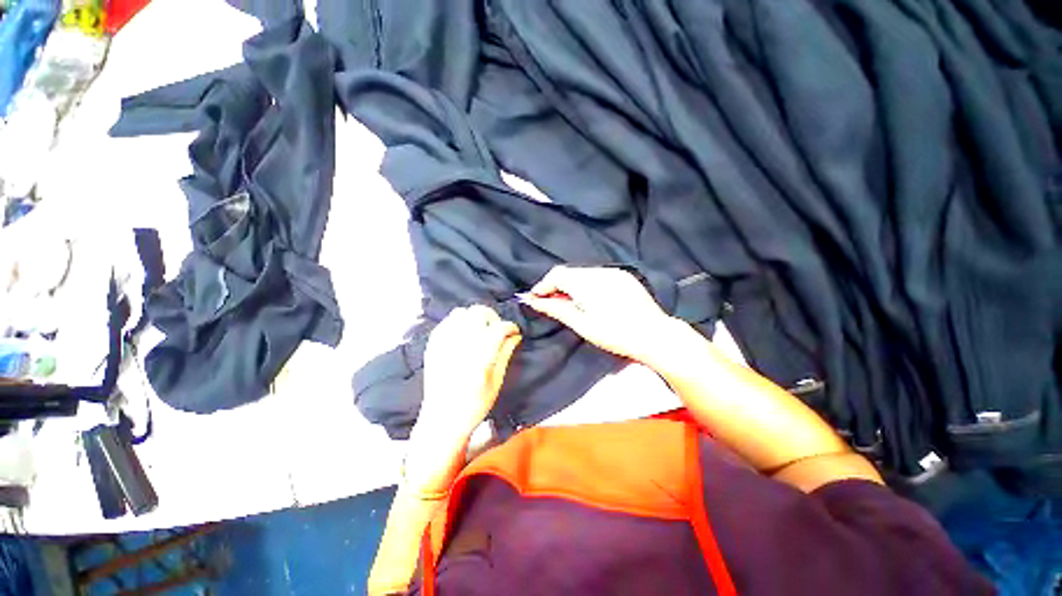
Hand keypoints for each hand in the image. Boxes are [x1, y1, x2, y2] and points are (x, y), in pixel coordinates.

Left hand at [416, 305, 521, 442]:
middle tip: (497, 330)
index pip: (499, 328)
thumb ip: (505, 353)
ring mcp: (444, 342)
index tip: (514, 332)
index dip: (510, 327)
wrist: (442, 419)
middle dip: (492, 317)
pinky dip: (458, 322)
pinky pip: (447, 321)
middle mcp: (461, 343)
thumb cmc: (474, 405)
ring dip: (474, 317)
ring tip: (480, 331)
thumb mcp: (496, 381)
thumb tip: (515, 336)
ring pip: (461, 312)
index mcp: (480, 355)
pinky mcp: (433, 345)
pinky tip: (464, 335)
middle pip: (479, 312)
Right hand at [521, 266, 679, 362]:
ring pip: (583, 274)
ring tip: (571, 304)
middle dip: (557, 286)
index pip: (557, 275)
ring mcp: (614, 272)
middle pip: (569, 273)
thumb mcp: (581, 324)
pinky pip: (598, 276)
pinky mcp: (624, 276)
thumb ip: (556, 308)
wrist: (655, 335)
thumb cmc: (615, 334)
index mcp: (587, 282)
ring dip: (572, 285)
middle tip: (552, 303)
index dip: (543, 286)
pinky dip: (587, 285)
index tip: (535, 299)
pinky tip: (590, 299)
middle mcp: (600, 271)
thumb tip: (533, 301)